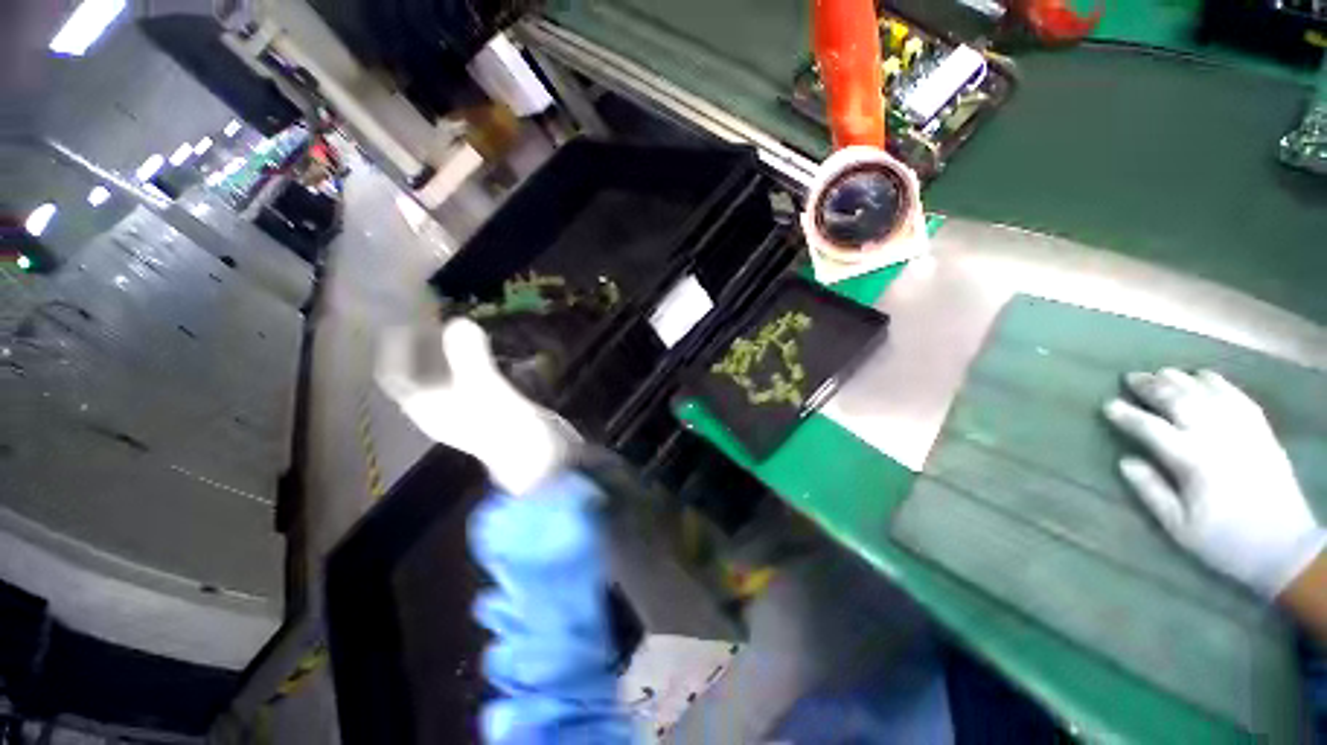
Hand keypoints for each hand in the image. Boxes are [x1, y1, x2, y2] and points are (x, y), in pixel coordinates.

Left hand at [377, 318, 578, 495]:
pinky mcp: (488, 407)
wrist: (536, 456)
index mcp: (427, 407)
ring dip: (451, 352)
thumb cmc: (505, 427)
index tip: (405, 321)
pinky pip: (470, 378)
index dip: (396, 348)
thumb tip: (459, 322)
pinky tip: (486, 350)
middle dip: (426, 346)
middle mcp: (440, 407)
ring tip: (461, 329)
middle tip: (438, 319)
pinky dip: (472, 362)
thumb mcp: (486, 391)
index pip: (397, 375)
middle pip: (422, 372)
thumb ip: (470, 358)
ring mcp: (465, 408)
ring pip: (447, 375)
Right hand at [1103, 368, 1325, 598]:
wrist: (1284, 547)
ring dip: (1180, 379)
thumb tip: (1126, 462)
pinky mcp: (1261, 430)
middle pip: (1179, 401)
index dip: (1127, 415)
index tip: (1108, 405)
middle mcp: (1216, 438)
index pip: (1151, 429)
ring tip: (1161, 372)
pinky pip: (1236, 396)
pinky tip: (1203, 376)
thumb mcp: (1179, 528)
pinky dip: (1217, 382)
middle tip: (1131, 377)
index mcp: (1192, 462)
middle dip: (1152, 386)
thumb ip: (1151, 492)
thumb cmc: (1224, 541)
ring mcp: (1242, 431)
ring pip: (1206, 392)